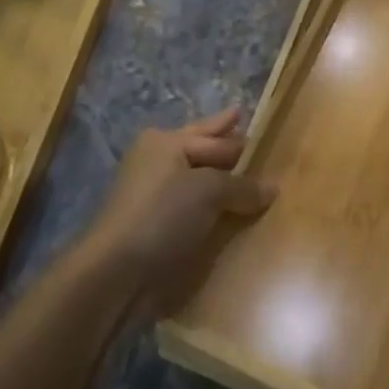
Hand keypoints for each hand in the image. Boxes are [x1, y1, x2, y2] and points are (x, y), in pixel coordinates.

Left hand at [79, 110, 274, 316]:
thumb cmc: (163, 215)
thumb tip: (271, 188)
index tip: (252, 123)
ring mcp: (150, 191)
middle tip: (241, 119)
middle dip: (219, 137)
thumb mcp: (208, 192)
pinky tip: (224, 209)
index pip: (212, 136)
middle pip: (198, 146)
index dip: (235, 135)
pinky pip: (188, 204)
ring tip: (241, 171)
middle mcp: (156, 159)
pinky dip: (207, 203)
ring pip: (193, 176)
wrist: (116, 269)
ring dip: (216, 175)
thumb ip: (241, 186)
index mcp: (165, 141)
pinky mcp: (151, 221)